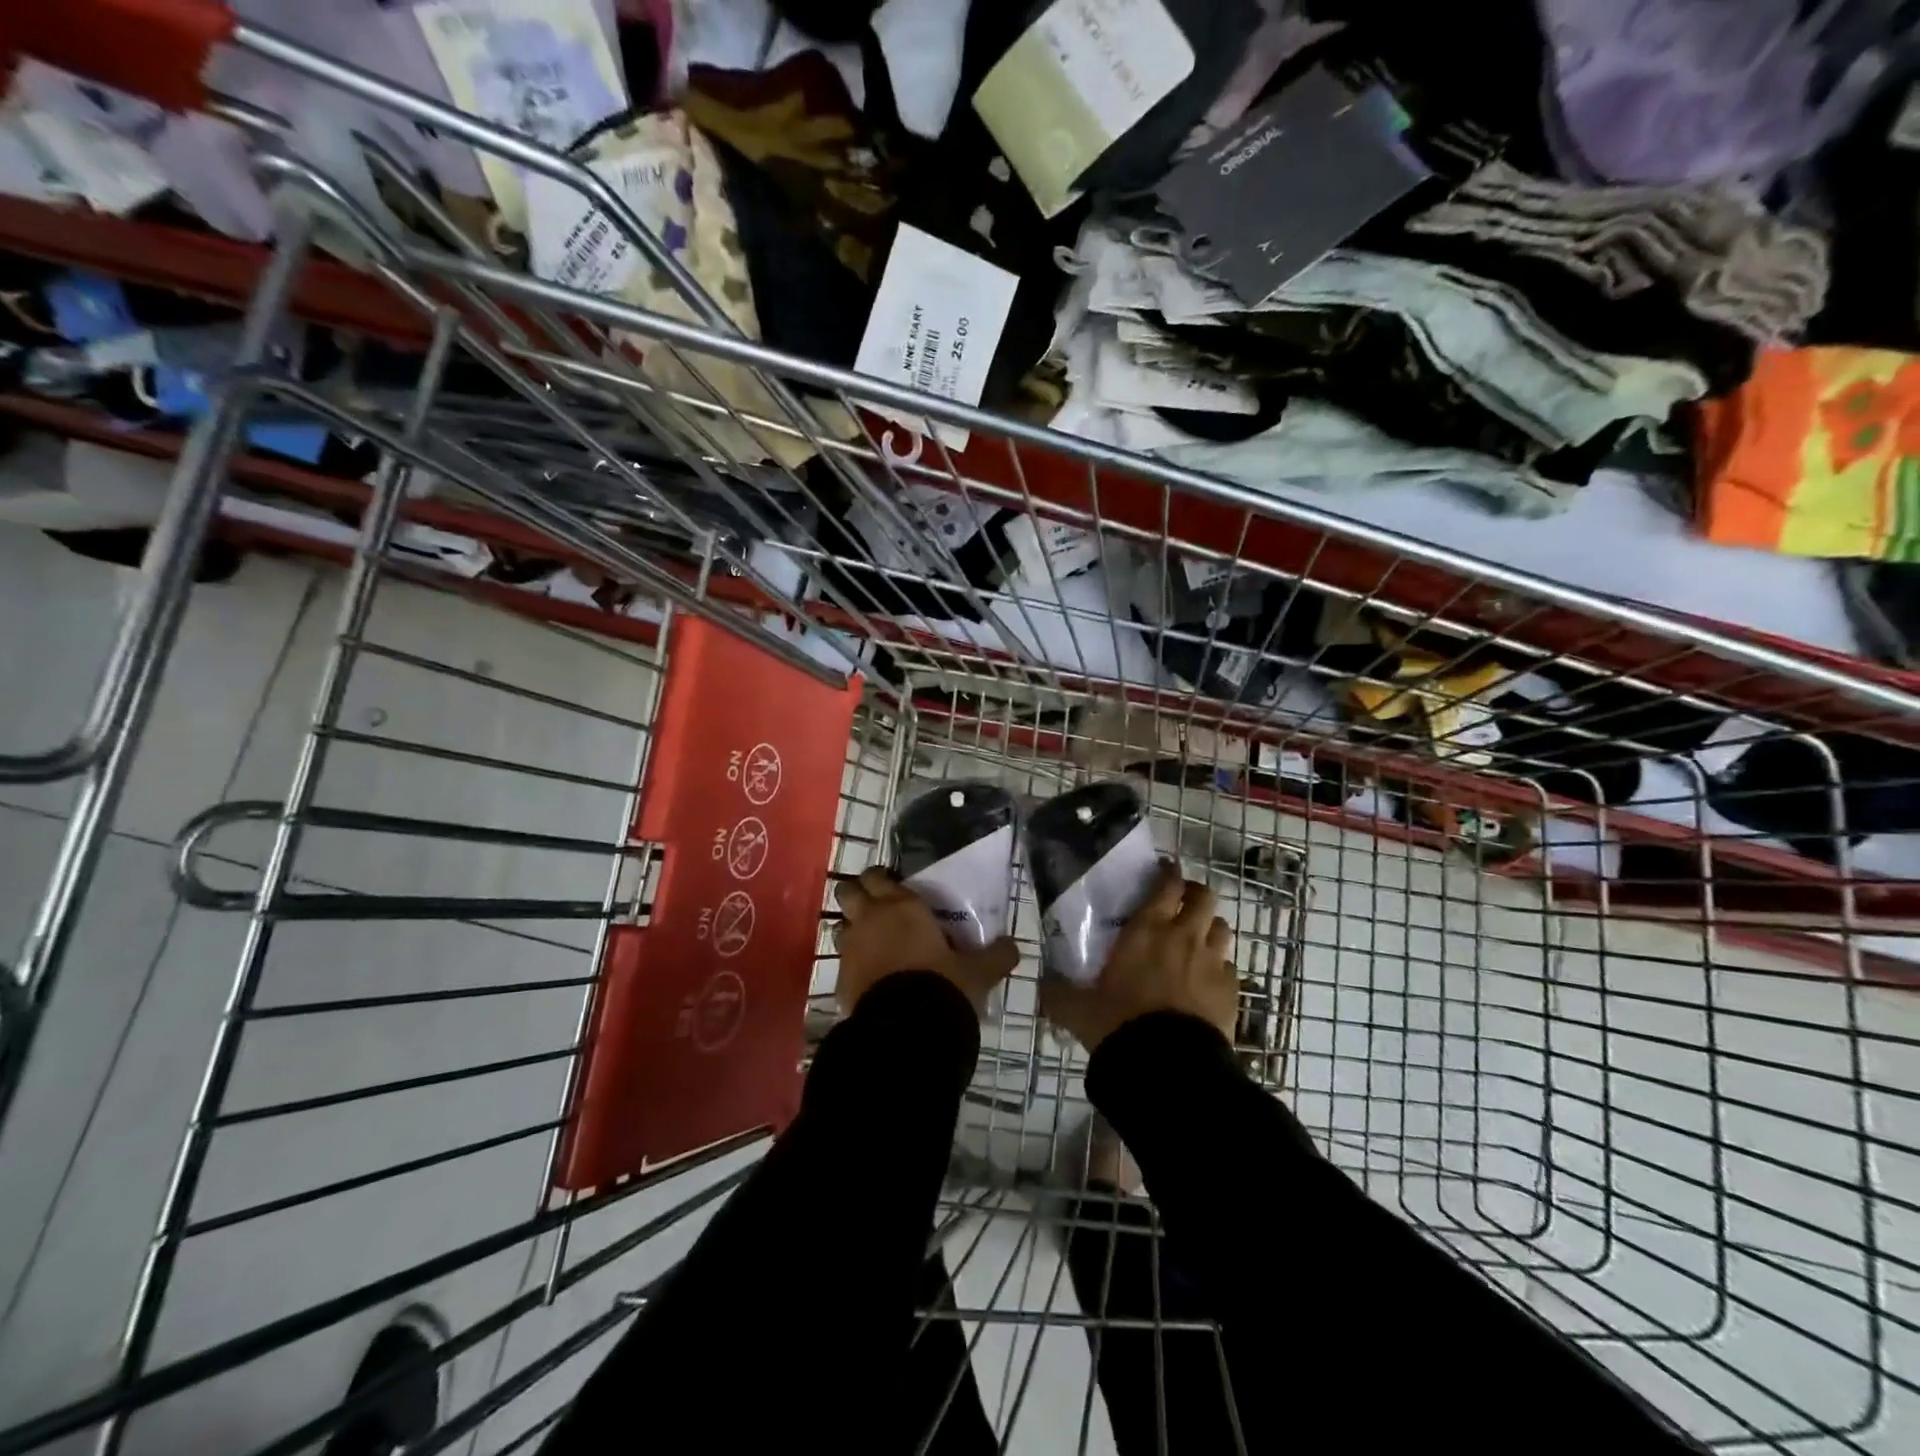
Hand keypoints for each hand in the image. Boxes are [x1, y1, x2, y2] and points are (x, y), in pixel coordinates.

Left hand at [833, 867, 1019, 1016]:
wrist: (906, 1029)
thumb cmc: (943, 985)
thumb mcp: (978, 972)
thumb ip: (996, 956)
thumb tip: (1013, 947)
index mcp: (901, 906)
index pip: (878, 876)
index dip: (881, 878)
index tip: (893, 886)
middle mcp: (870, 919)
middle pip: (848, 891)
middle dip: (858, 894)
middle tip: (877, 907)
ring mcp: (850, 948)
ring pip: (840, 924)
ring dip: (851, 928)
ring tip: (872, 941)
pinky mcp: (840, 978)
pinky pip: (841, 960)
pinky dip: (852, 962)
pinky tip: (870, 975)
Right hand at [1041, 864, 1236, 1053]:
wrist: (1168, 1066)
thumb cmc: (1119, 1024)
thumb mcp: (1078, 1010)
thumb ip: (1058, 994)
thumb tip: (1042, 985)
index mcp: (1146, 930)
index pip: (1167, 885)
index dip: (1169, 873)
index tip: (1164, 871)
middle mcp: (1183, 937)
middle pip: (1204, 897)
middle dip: (1195, 895)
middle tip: (1181, 903)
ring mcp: (1212, 963)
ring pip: (1221, 928)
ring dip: (1209, 928)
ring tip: (1196, 940)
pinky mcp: (1231, 991)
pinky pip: (1228, 967)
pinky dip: (1219, 968)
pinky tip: (1206, 982)